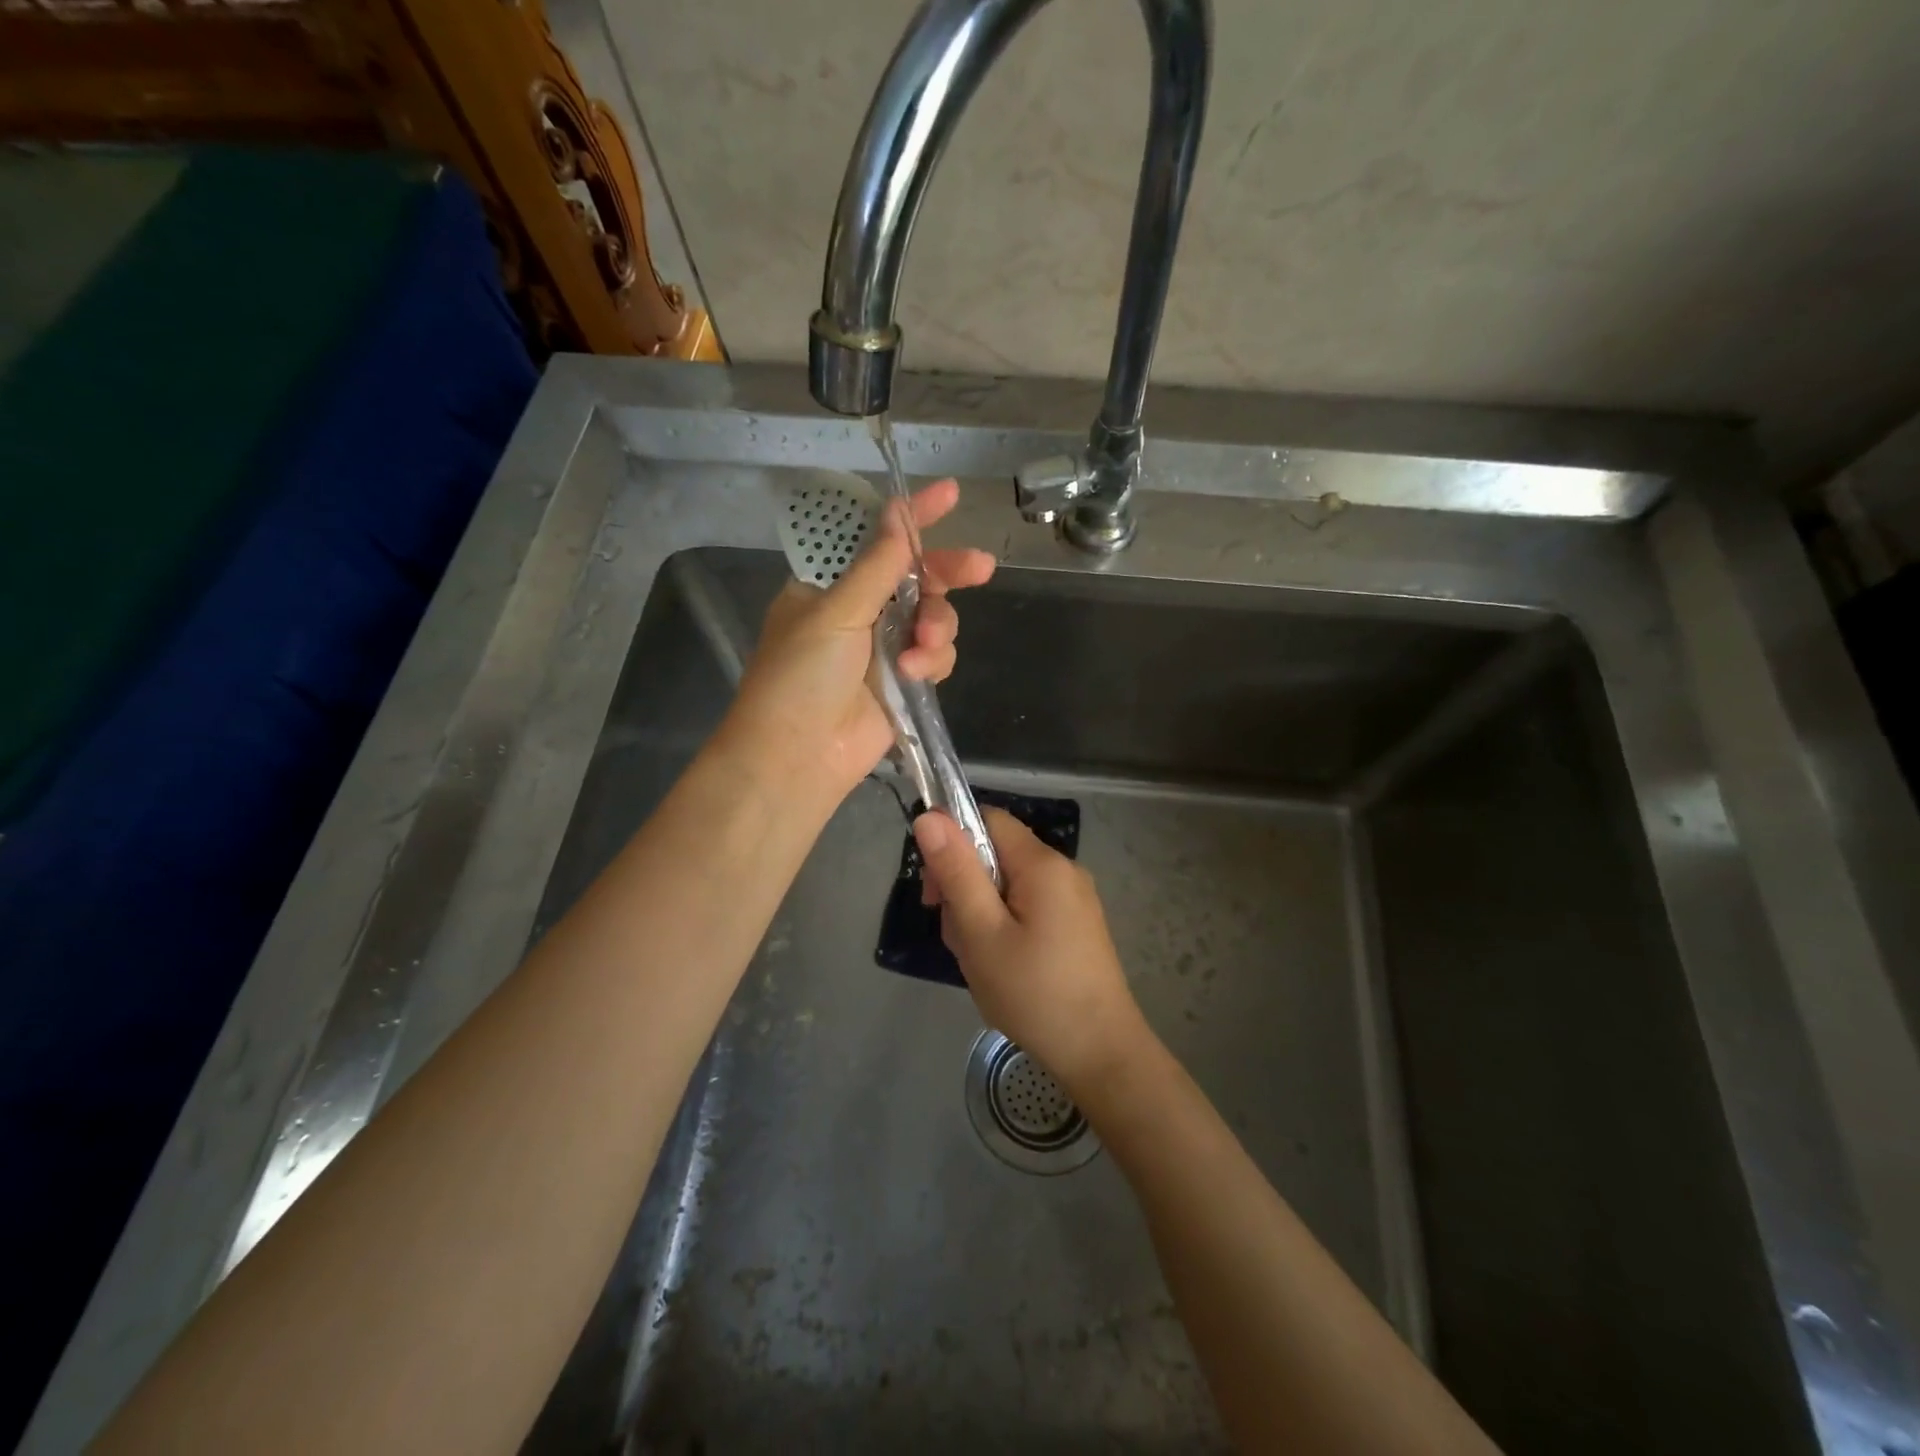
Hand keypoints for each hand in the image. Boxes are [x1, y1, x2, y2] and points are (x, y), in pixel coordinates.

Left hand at [715, 478, 994, 810]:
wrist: (797, 755)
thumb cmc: (801, 674)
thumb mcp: (835, 611)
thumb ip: (876, 565)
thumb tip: (898, 514)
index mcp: (831, 586)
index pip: (876, 540)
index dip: (913, 517)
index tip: (951, 495)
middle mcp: (860, 612)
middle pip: (917, 578)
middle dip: (948, 573)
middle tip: (982, 568)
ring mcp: (883, 649)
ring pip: (934, 619)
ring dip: (937, 627)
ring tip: (922, 647)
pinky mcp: (903, 683)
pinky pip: (935, 657)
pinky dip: (931, 661)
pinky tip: (915, 675)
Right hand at [914, 807, 1148, 1095]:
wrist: (1101, 1054)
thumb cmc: (1034, 993)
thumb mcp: (982, 933)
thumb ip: (956, 872)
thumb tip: (930, 816)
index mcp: (1043, 864)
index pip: (987, 819)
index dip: (953, 843)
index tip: (935, 892)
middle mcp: (1063, 871)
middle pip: (996, 855)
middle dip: (965, 890)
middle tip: (958, 939)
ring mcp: (1073, 900)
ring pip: (1007, 887)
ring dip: (982, 916)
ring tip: (981, 962)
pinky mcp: (1076, 926)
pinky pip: (1027, 909)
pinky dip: (1004, 930)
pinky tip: (1002, 968)